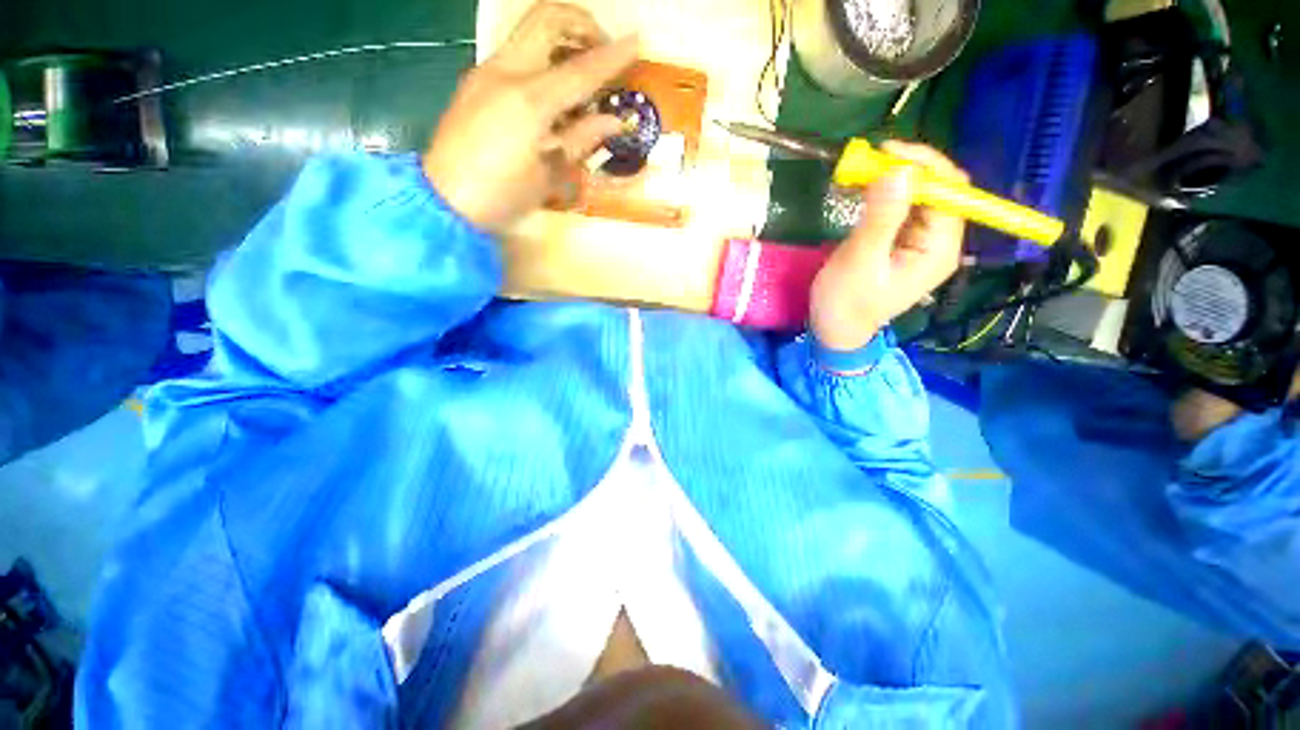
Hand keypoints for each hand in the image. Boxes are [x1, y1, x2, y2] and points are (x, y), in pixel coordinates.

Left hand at [423, 2, 638, 232]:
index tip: (637, 41)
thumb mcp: (549, 174)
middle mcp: (505, 72)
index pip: (581, 69)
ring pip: (528, 33)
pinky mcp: (476, 82)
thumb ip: (582, 139)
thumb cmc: (502, 195)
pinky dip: (542, 60)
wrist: (445, 201)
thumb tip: (615, 120)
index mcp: (529, 100)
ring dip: (561, 40)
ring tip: (582, 73)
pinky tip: (553, 92)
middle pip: (546, 19)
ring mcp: (486, 72)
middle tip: (602, 48)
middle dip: (581, 24)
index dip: (612, 56)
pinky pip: (516, 56)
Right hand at [810, 141, 968, 350]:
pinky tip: (863, 191)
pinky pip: (903, 210)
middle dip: (907, 170)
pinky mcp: (904, 244)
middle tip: (868, 162)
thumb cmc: (846, 302)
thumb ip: (881, 218)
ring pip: (919, 197)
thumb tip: (899, 171)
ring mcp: (922, 243)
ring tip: (860, 174)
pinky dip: (884, 196)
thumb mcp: (859, 261)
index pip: (950, 191)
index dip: (924, 165)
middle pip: (939, 190)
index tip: (886, 153)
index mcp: (939, 248)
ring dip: (893, 181)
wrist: (835, 330)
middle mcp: (939, 242)